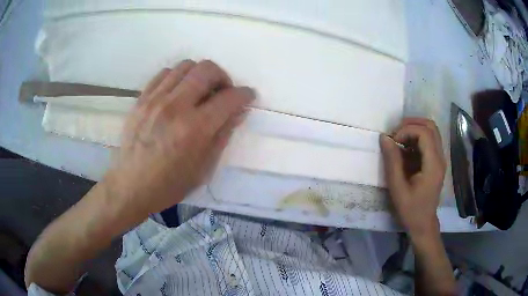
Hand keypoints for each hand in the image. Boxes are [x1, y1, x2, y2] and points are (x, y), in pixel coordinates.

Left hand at [104, 60, 254, 215]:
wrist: (131, 186)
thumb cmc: (170, 184)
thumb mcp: (204, 168)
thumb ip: (223, 135)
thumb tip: (239, 111)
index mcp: (195, 129)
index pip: (229, 98)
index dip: (244, 94)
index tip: (247, 96)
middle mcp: (175, 106)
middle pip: (207, 69)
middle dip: (223, 77)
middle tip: (222, 92)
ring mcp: (155, 100)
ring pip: (185, 66)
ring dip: (199, 75)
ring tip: (199, 91)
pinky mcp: (141, 99)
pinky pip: (164, 74)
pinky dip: (177, 77)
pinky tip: (177, 92)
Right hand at [380, 118, 446, 237]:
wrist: (423, 224)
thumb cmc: (410, 210)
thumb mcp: (397, 188)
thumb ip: (392, 161)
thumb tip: (385, 137)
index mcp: (433, 165)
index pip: (424, 133)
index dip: (407, 130)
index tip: (393, 141)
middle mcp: (440, 158)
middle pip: (431, 126)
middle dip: (411, 124)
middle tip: (396, 134)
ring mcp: (440, 159)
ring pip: (431, 131)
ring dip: (414, 129)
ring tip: (399, 139)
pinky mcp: (436, 161)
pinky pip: (429, 140)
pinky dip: (416, 138)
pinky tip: (405, 149)